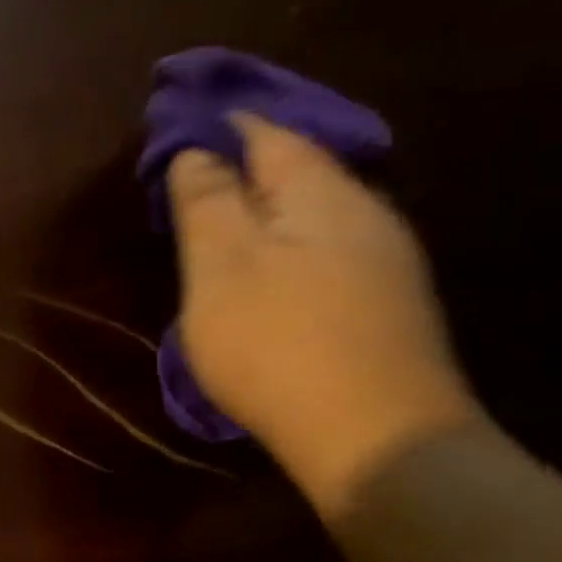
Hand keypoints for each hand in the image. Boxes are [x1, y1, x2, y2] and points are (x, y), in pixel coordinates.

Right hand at [169, 115, 479, 510]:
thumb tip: (196, 149)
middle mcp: (363, 213)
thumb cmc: (277, 342)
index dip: (220, 123)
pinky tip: (268, 271)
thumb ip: (206, 201)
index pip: (265, 134)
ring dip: (265, 208)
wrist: (375, 437)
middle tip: (188, 175)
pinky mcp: (385, 305)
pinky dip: (286, 245)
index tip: (176, 123)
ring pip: (313, 212)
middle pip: (296, 169)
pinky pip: (325, 251)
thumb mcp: (221, 266)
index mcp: (319, 193)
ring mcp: (383, 261)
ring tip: (219, 221)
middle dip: (243, 164)